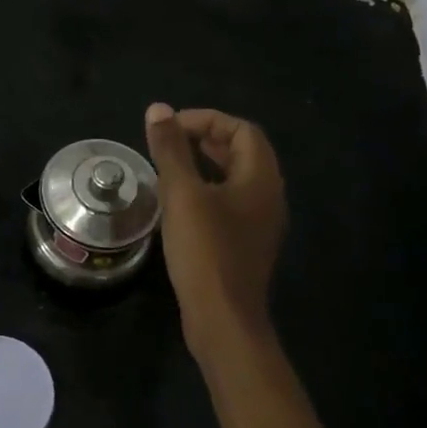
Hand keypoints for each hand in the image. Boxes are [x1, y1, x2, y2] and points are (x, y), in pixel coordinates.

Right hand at [144, 103, 287, 354]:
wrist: (222, 318)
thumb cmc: (205, 250)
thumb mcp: (182, 194)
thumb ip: (170, 150)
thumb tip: (158, 109)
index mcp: (260, 179)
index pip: (242, 130)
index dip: (207, 120)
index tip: (170, 128)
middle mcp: (268, 196)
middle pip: (243, 152)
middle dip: (206, 139)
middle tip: (168, 142)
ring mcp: (259, 223)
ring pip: (236, 178)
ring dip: (205, 164)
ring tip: (169, 165)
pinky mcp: (244, 243)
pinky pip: (230, 201)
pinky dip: (206, 189)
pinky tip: (179, 202)